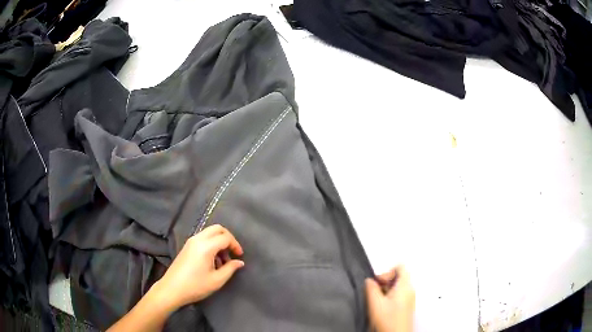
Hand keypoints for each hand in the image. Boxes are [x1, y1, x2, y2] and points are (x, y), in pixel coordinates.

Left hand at [155, 224, 244, 310]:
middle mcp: (198, 239)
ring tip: (223, 261)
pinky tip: (212, 261)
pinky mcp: (187, 246)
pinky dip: (211, 244)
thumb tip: (239, 262)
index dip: (235, 245)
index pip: (225, 237)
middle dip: (228, 238)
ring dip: (219, 242)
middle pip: (217, 229)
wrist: (172, 289)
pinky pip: (203, 238)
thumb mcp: (217, 280)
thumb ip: (230, 269)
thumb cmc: (196, 286)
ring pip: (209, 232)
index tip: (239, 256)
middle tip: (233, 252)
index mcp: (206, 246)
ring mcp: (191, 242)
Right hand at [365, 266, 414, 331]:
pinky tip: (383, 307)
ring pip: (399, 286)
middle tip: (375, 291)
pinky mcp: (408, 305)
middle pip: (399, 276)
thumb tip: (369, 281)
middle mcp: (410, 290)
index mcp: (405, 286)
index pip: (400, 267)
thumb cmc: (390, 321)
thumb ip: (371, 289)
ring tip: (378, 301)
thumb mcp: (375, 303)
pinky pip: (400, 294)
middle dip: (385, 282)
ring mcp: (410, 298)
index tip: (378, 281)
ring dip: (387, 290)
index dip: (387, 271)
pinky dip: (391, 297)